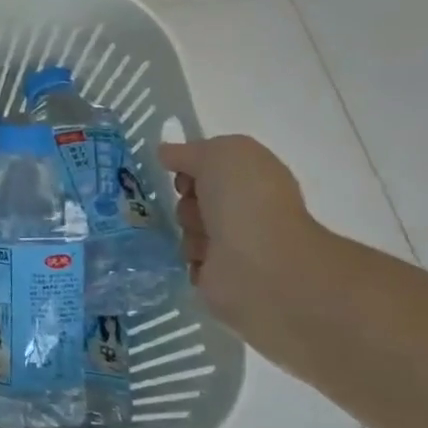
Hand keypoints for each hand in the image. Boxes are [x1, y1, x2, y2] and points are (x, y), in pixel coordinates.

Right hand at [157, 136, 320, 332]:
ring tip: (206, 241)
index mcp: (253, 179)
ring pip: (186, 229)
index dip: (189, 169)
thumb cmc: (245, 201)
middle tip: (198, 210)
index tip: (184, 177)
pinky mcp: (220, 276)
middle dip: (185, 202)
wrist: (261, 264)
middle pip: (191, 199)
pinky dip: (189, 259)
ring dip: (188, 232)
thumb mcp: (219, 154)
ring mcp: (234, 244)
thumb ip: (189, 151)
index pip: (208, 168)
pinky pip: (186, 260)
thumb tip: (165, 153)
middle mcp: (245, 209)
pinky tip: (204, 259)